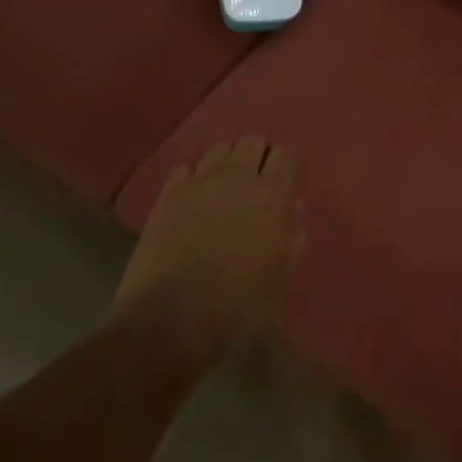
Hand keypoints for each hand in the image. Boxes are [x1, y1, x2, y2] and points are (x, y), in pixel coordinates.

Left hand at [113, 136, 302, 360]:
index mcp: (271, 195)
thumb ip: (292, 235)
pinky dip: (192, 178)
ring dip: (226, 162)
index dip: (283, 167)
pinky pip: (185, 169)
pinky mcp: (168, 194)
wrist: (173, 318)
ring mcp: (199, 182)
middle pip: (252, 142)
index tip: (281, 186)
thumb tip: (293, 206)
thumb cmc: (238, 303)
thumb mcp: (280, 276)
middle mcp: (237, 177)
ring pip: (219, 148)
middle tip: (254, 185)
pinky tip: (192, 200)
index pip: (284, 155)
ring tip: (224, 188)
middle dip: (257, 157)